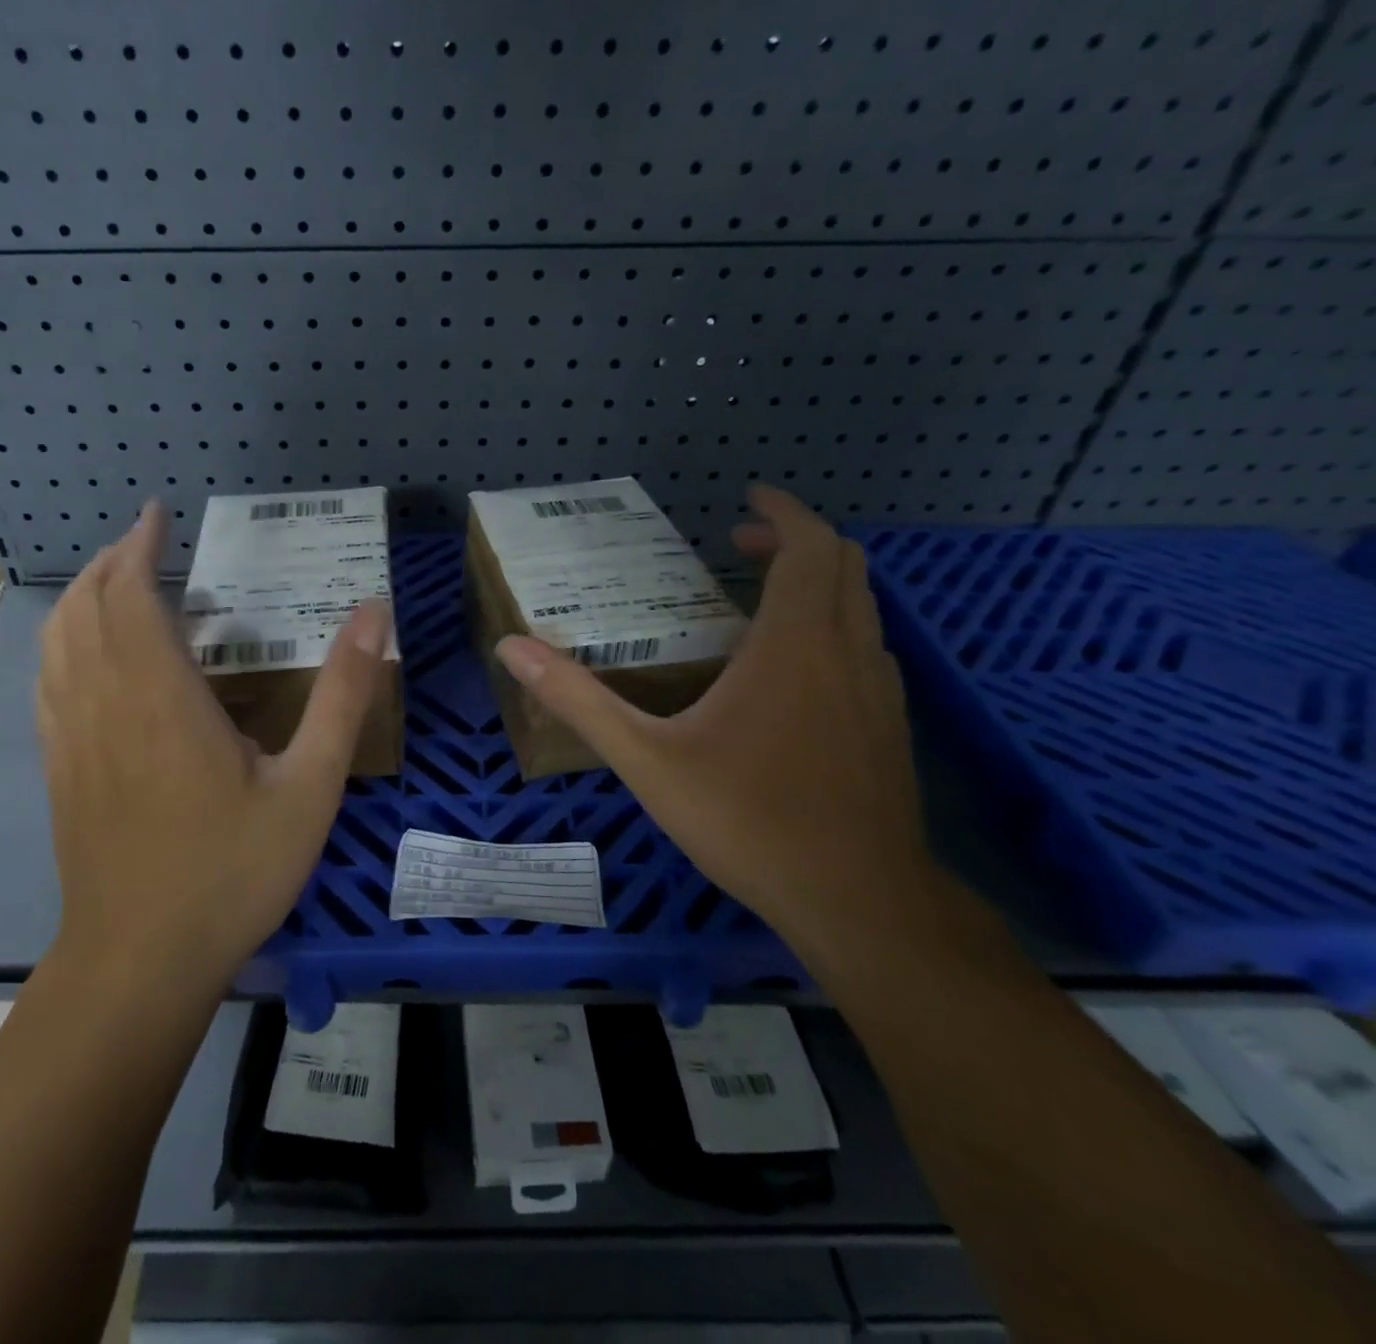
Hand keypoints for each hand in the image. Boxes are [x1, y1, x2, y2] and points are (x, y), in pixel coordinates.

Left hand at [36, 501, 392, 991]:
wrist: (140, 960)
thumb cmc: (232, 871)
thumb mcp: (310, 785)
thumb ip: (342, 695)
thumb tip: (372, 614)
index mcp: (161, 696)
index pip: (132, 595)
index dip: (141, 548)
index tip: (159, 515)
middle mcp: (104, 702)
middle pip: (86, 607)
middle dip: (113, 561)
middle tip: (147, 539)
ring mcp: (70, 736)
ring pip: (56, 641)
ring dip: (81, 597)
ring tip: (115, 580)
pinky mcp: (59, 768)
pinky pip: (46, 682)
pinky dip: (61, 643)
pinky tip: (85, 653)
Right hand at [494, 485, 931, 936]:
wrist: (857, 902)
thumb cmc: (748, 821)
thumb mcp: (647, 761)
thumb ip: (579, 700)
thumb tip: (512, 648)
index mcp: (793, 645)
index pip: (810, 547)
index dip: (783, 512)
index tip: (747, 499)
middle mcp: (847, 652)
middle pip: (843, 565)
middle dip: (794, 541)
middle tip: (739, 547)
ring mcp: (880, 690)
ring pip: (861, 607)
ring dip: (816, 584)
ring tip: (757, 601)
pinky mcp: (890, 724)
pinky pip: (866, 647)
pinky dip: (831, 627)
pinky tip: (790, 672)